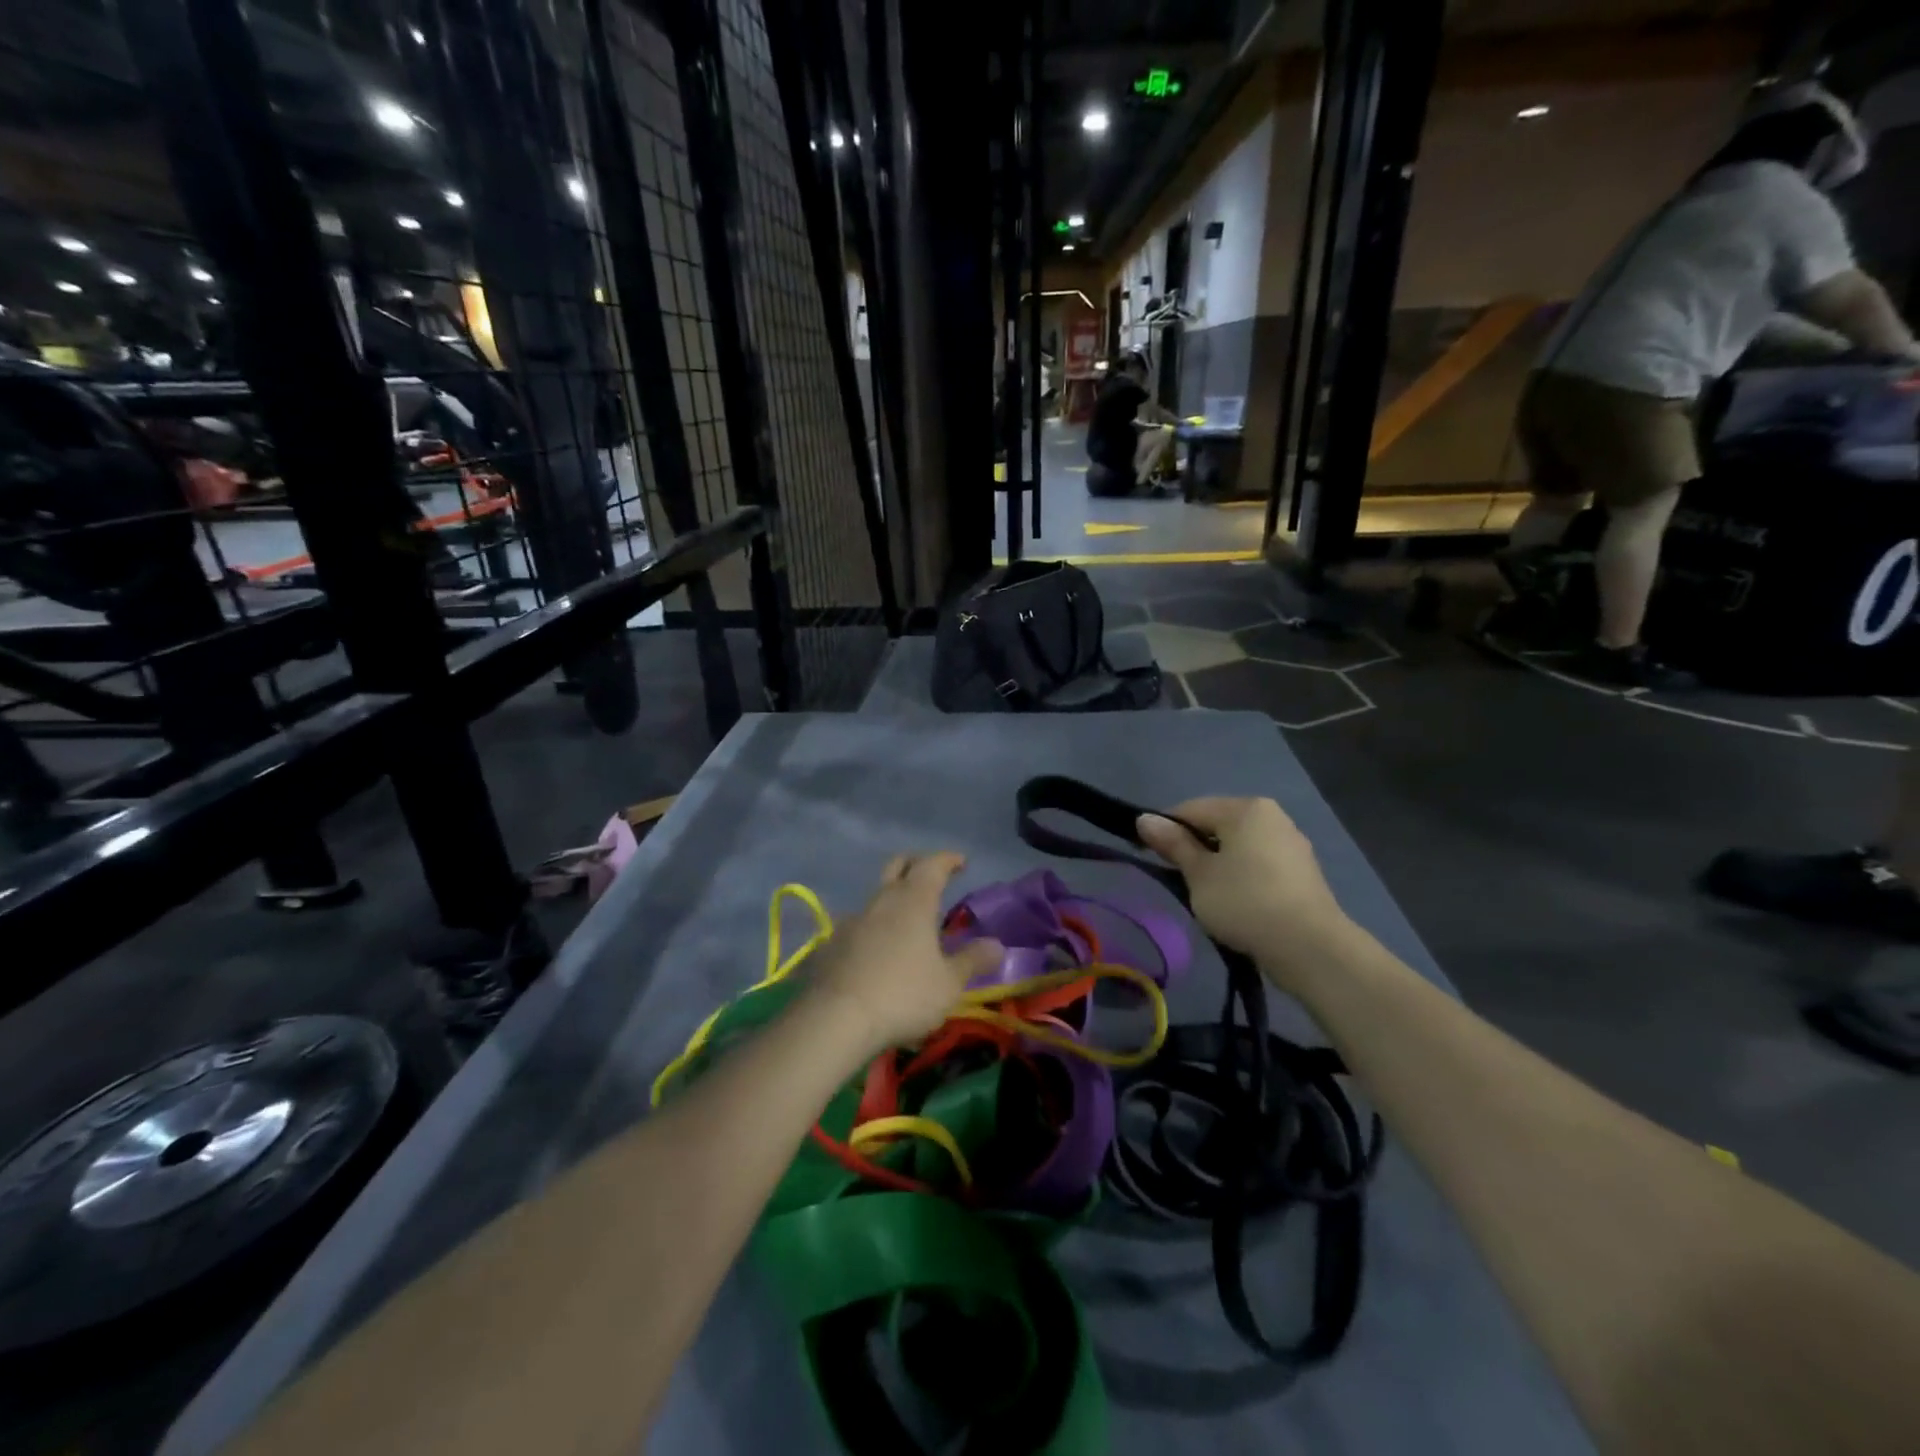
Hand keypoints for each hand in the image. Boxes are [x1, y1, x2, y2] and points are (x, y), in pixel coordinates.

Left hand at [804, 853, 1003, 1057]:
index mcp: (914, 901)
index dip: (948, 860)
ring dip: (893, 898)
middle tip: (931, 874)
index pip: (932, 864)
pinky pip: (858, 924)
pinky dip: (874, 927)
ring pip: (876, 895)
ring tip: (907, 919)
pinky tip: (878, 949)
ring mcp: (852, 920)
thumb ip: (972, 960)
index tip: (961, 862)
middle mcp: (882, 900)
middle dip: (916, 864)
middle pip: (898, 866)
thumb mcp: (949, 983)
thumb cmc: (903, 994)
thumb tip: (998, 945)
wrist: (836, 1018)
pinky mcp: (832, 943)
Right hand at [1136, 798, 1353, 988]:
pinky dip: (1242, 877)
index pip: (1190, 809)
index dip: (1165, 830)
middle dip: (1194, 848)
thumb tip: (1144, 819)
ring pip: (1239, 846)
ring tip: (1206, 896)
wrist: (1310, 947)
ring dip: (1218, 864)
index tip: (1149, 856)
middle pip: (1217, 824)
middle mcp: (1272, 816)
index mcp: (1245, 808)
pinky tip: (1236, 903)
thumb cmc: (1244, 902)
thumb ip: (1173, 844)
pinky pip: (1259, 864)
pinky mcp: (1302, 872)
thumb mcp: (1199, 874)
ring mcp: (1291, 843)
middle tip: (1178, 879)